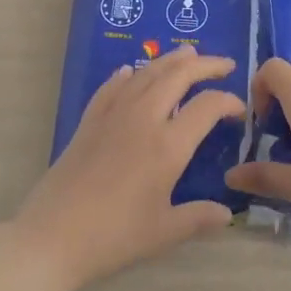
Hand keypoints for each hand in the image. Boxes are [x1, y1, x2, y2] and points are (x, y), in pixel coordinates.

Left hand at [11, 47, 244, 290]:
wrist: (51, 237)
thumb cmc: (113, 236)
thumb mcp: (163, 232)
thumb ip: (199, 218)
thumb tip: (227, 214)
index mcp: (168, 145)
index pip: (207, 106)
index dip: (228, 101)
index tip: (240, 110)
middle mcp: (143, 119)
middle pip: (178, 75)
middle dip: (205, 65)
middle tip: (224, 64)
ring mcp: (113, 116)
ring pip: (146, 73)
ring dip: (170, 60)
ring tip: (188, 53)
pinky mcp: (89, 122)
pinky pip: (112, 87)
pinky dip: (127, 75)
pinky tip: (130, 71)